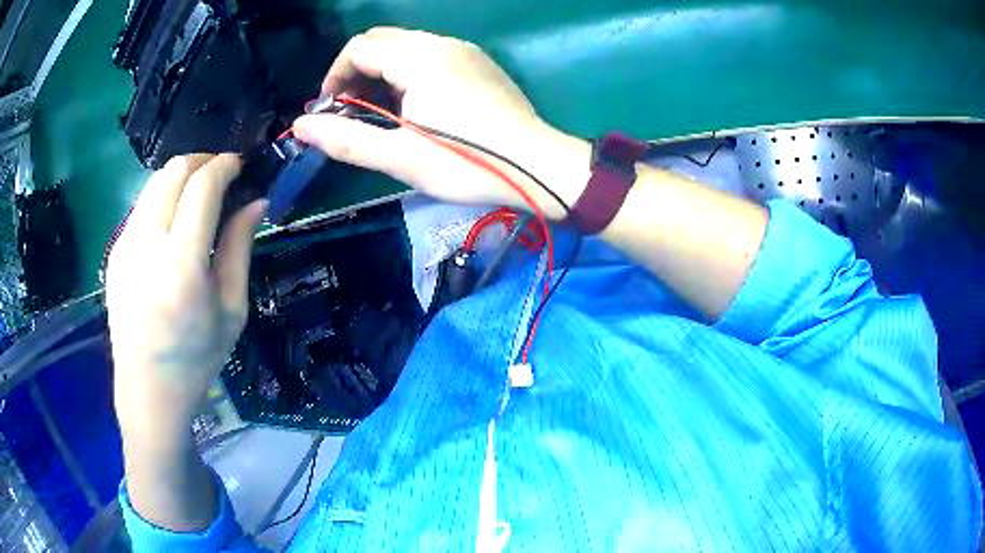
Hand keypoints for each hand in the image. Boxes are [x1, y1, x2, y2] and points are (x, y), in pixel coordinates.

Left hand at [107, 154, 265, 438]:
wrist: (147, 390)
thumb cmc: (196, 359)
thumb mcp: (231, 310)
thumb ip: (240, 248)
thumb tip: (256, 201)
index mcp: (181, 266)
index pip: (202, 187)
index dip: (224, 165)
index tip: (239, 164)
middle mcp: (147, 245)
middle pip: (173, 171)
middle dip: (201, 161)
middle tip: (221, 174)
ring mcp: (125, 246)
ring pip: (153, 183)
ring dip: (180, 177)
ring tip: (197, 195)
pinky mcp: (115, 251)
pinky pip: (141, 206)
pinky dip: (162, 199)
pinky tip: (173, 225)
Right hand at [293, 27, 588, 218]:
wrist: (539, 166)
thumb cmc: (468, 164)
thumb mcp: (401, 158)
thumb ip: (346, 139)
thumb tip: (301, 126)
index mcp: (420, 59)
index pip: (359, 48)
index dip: (334, 76)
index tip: (330, 109)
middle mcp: (442, 43)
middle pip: (381, 40)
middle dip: (356, 71)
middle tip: (351, 111)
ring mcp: (465, 50)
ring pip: (406, 46)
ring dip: (382, 72)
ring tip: (380, 112)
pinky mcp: (479, 62)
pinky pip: (431, 54)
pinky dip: (408, 71)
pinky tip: (414, 104)